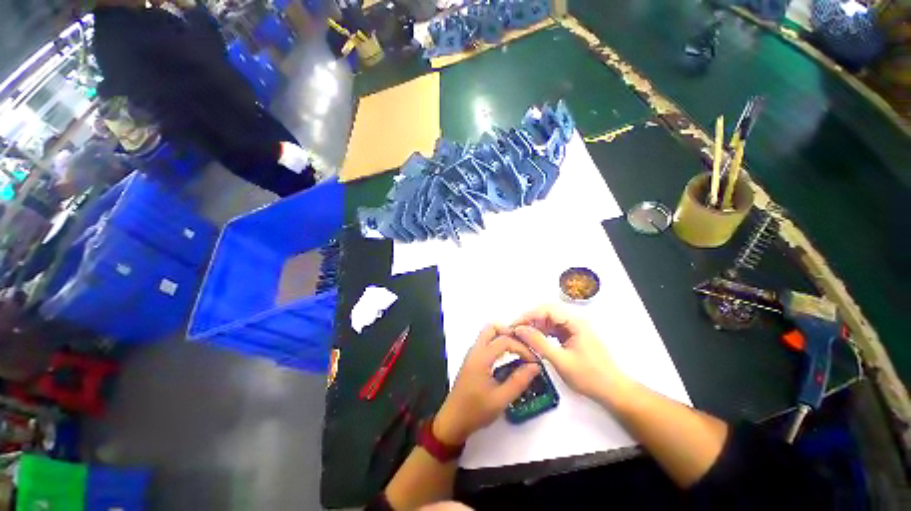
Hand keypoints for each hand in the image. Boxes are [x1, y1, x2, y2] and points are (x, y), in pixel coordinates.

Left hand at [433, 325, 540, 445]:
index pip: (504, 341)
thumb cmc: (475, 411)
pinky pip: (486, 342)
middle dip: (510, 333)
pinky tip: (508, 357)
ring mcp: (472, 354)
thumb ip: (519, 381)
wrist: (453, 420)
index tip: (534, 361)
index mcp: (481, 358)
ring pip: (488, 334)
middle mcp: (475, 350)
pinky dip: (498, 343)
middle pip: (492, 328)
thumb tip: (535, 367)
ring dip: (503, 337)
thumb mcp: (501, 399)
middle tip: (525, 346)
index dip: (522, 348)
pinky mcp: (472, 360)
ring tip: (519, 351)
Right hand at [512, 306, 628, 400]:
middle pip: (547, 312)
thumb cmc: (590, 377)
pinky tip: (535, 340)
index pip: (546, 309)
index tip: (514, 326)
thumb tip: (519, 329)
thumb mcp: (561, 361)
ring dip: (535, 326)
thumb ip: (539, 343)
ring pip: (549, 319)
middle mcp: (574, 320)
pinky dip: (542, 332)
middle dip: (530, 320)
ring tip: (523, 336)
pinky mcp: (572, 336)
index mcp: (575, 322)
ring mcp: (573, 328)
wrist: (613, 391)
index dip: (528, 316)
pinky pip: (553, 328)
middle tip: (516, 331)